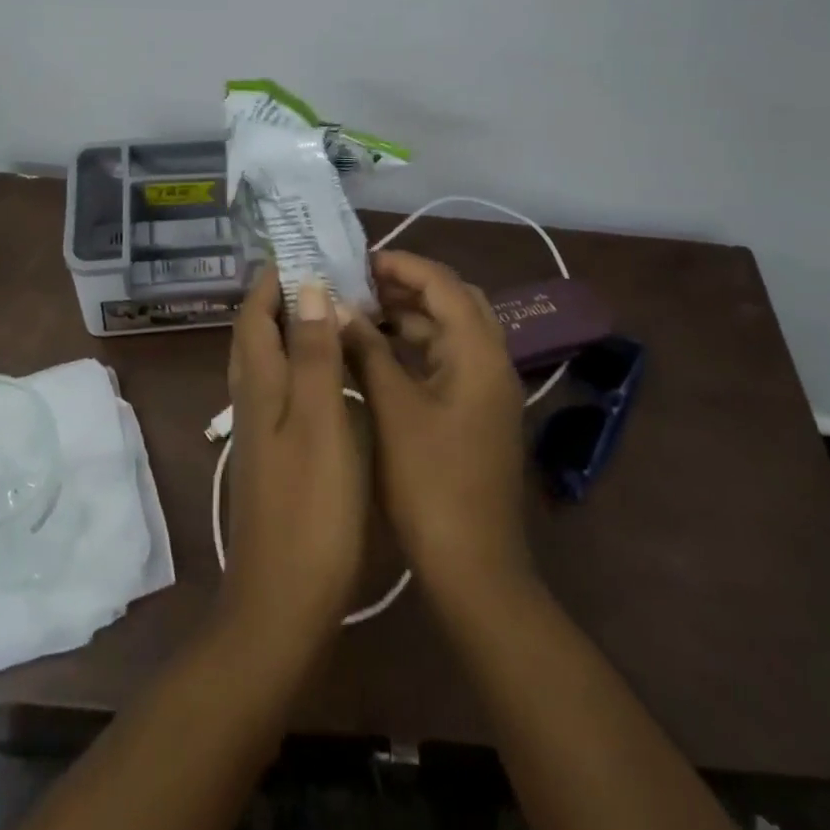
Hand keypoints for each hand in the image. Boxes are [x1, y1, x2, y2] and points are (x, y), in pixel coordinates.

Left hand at [219, 270, 368, 661]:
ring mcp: (258, 431)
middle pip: (253, 335)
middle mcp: (251, 401)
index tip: (299, 248)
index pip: (255, 315)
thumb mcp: (321, 424)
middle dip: (275, 298)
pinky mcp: (271, 456)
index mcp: (260, 386)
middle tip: (317, 272)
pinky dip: (295, 363)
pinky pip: (277, 389)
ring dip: (285, 329)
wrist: (282, 602)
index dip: (271, 280)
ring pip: (264, 363)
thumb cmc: (311, 510)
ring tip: (323, 310)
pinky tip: (321, 374)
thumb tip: (307, 288)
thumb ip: (313, 356)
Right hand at [341, 251, 533, 611]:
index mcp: (479, 353)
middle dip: (409, 287)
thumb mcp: (392, 409)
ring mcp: (487, 391)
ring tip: (362, 313)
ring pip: (451, 334)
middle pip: (454, 303)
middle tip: (361, 285)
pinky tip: (379, 356)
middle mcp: (492, 362)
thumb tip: (338, 306)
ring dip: (411, 318)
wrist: (473, 567)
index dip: (403, 265)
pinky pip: (448, 362)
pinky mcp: (477, 414)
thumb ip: (367, 351)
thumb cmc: (430, 483)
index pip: (444, 284)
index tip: (359, 261)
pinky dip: (416, 350)